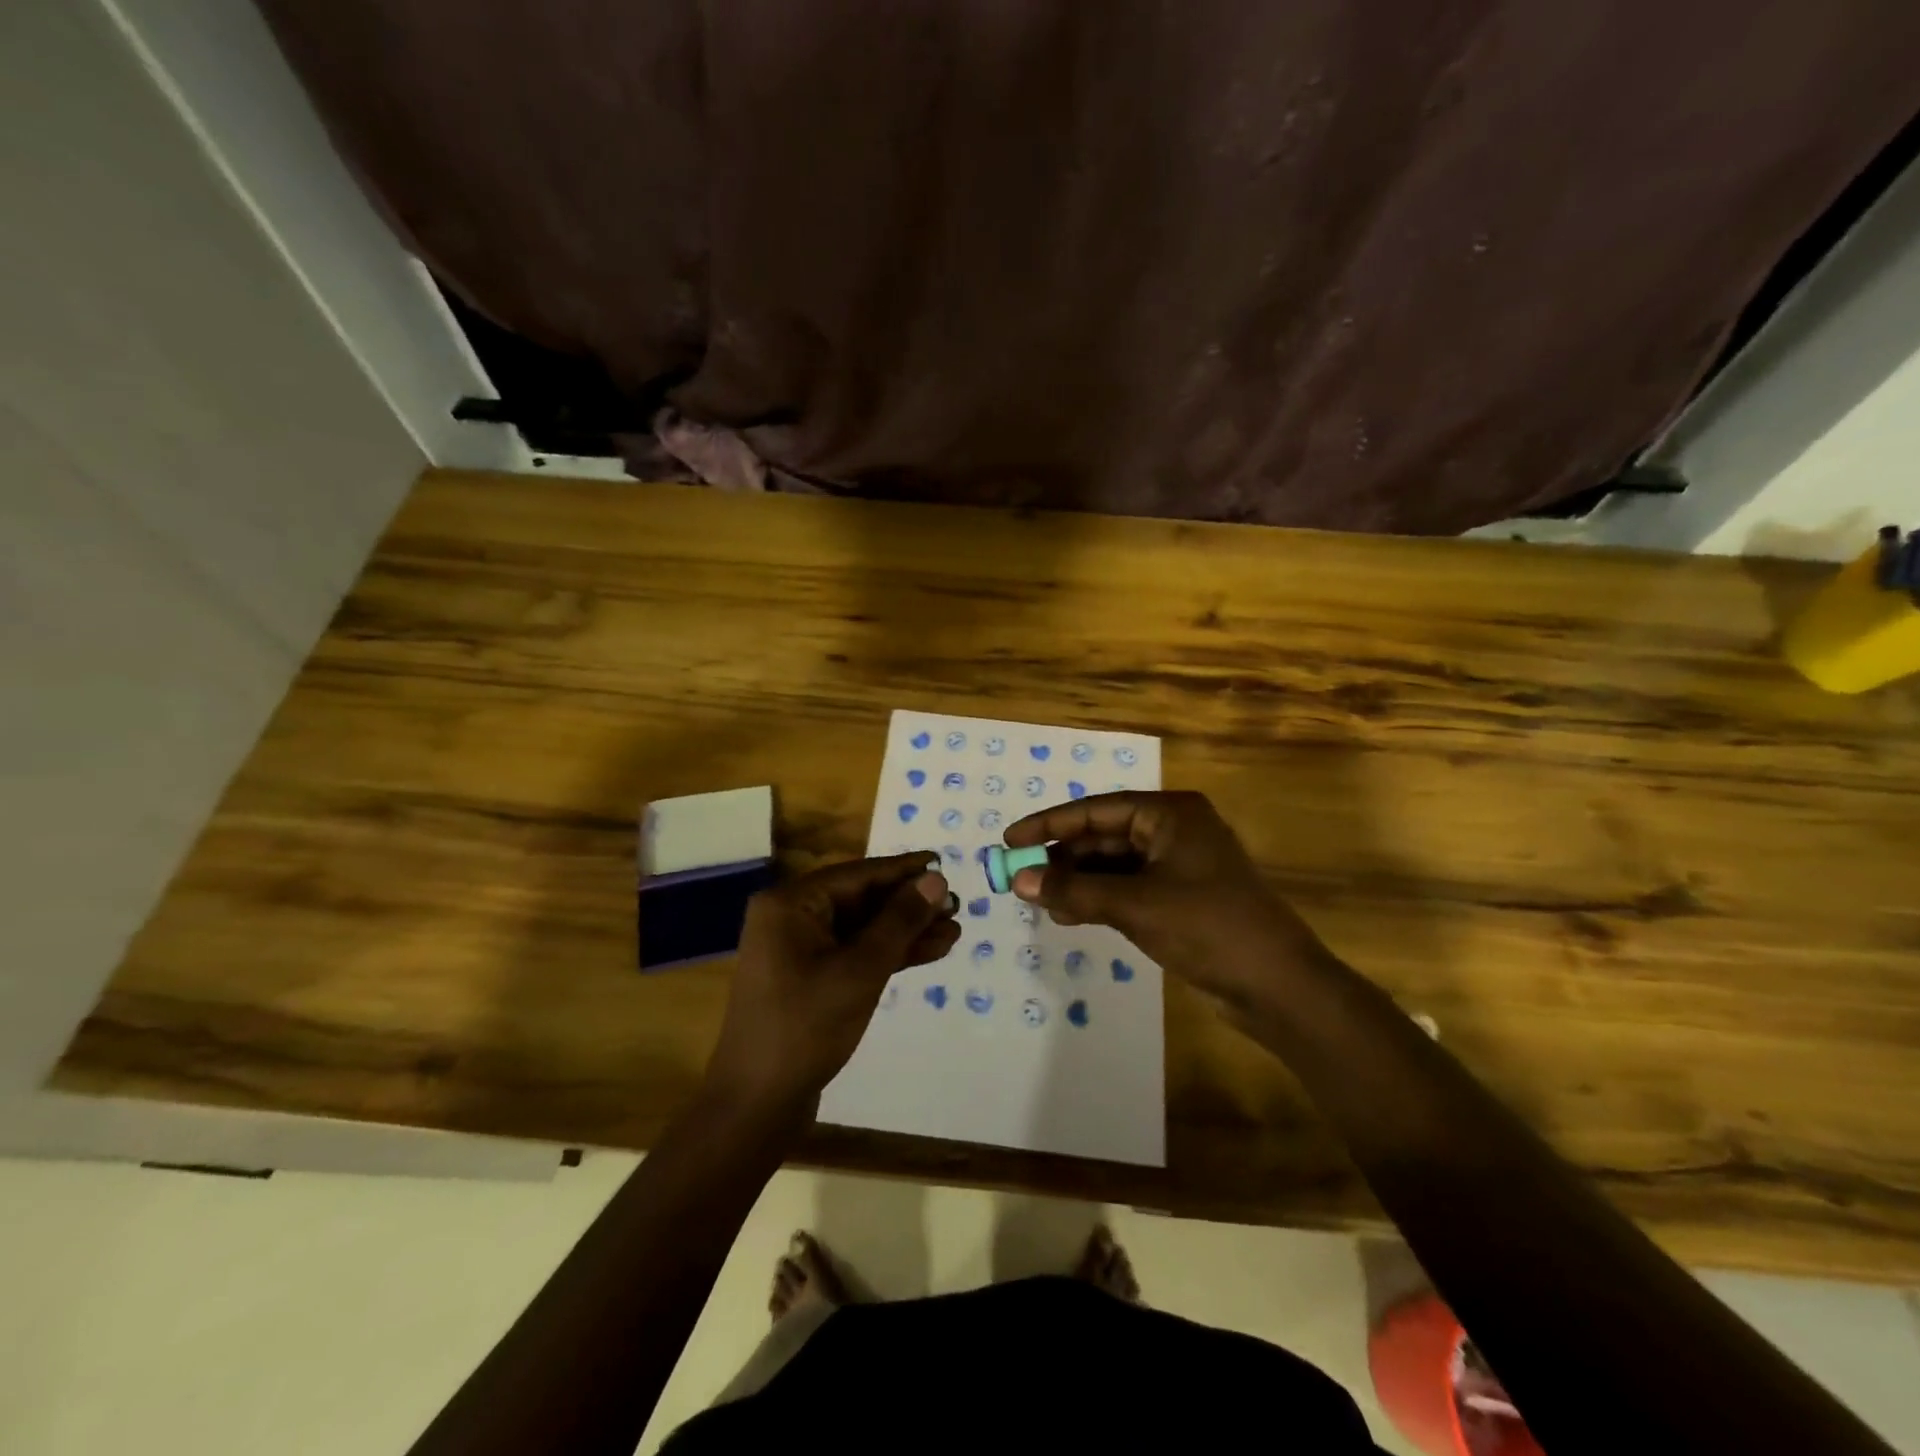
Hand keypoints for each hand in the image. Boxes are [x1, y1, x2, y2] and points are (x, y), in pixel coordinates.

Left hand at [703, 853, 959, 1114]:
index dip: (903, 870)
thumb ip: (899, 921)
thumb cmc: (805, 1027)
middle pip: (860, 900)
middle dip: (909, 905)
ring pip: (862, 929)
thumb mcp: (860, 970)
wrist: (757, 1105)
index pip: (857, 874)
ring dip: (905, 931)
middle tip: (956, 905)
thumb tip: (935, 879)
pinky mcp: (810, 979)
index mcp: (790, 904)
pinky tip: (930, 952)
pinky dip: (889, 954)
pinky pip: (854, 954)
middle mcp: (791, 918)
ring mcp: (799, 951)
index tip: (943, 862)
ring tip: (954, 930)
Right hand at [1003, 791, 1331, 1011]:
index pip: (1096, 810)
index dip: (1049, 824)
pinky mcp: (1181, 898)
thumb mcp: (1134, 905)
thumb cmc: (1208, 927)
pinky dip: (1099, 899)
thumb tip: (1019, 880)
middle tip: (1022, 878)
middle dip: (1063, 858)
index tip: (1010, 840)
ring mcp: (1180, 865)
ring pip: (1114, 865)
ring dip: (1078, 882)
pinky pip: (1128, 888)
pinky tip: (1070, 916)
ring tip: (1042, 903)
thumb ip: (1074, 890)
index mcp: (1170, 814)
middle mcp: (1174, 830)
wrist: (1278, 987)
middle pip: (1104, 836)